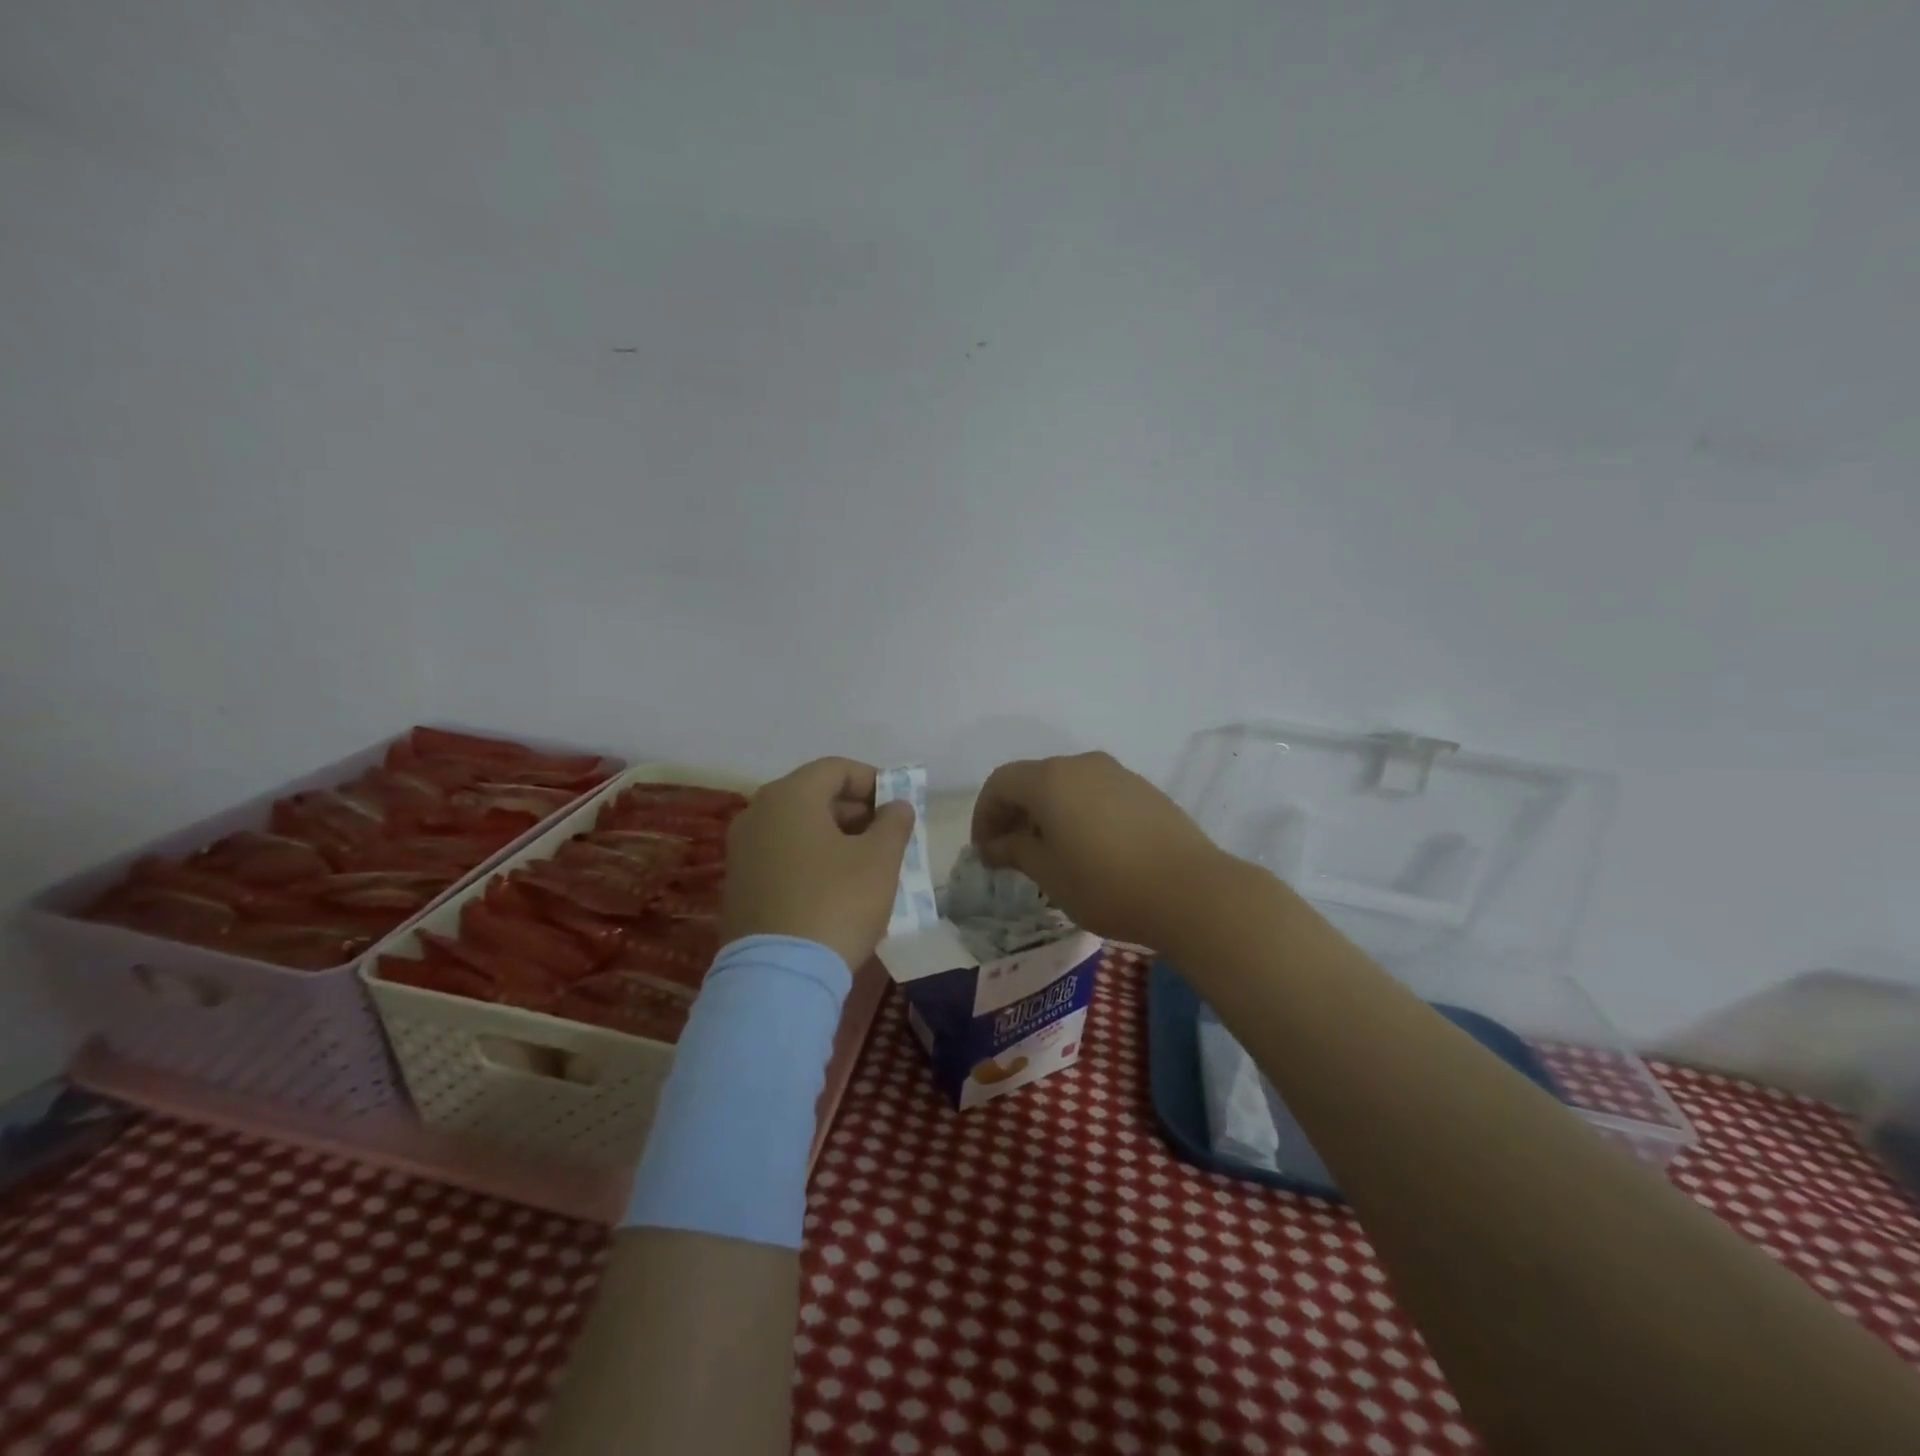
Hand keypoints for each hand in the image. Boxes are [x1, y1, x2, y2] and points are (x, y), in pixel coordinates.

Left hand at [721, 757, 915, 970]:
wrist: (779, 976)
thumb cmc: (837, 902)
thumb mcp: (880, 859)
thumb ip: (894, 822)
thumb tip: (897, 806)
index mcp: (789, 796)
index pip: (836, 768)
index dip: (873, 781)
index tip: (898, 806)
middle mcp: (757, 813)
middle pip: (813, 795)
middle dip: (855, 810)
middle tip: (887, 836)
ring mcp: (742, 850)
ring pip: (797, 827)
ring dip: (835, 836)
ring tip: (867, 864)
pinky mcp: (738, 884)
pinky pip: (781, 855)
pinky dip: (811, 859)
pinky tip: (836, 887)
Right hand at [971, 751, 1228, 948]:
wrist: (1191, 891)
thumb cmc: (1106, 883)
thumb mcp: (1048, 873)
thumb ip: (1014, 850)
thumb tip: (996, 844)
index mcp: (1051, 779)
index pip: (1001, 783)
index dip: (984, 815)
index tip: (985, 851)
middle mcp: (1082, 765)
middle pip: (1033, 780)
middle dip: (1013, 814)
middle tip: (1009, 854)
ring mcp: (1118, 774)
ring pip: (1067, 786)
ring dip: (1046, 814)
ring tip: (1048, 854)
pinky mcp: (1144, 791)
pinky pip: (1095, 794)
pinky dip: (1077, 813)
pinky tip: (1087, 849)